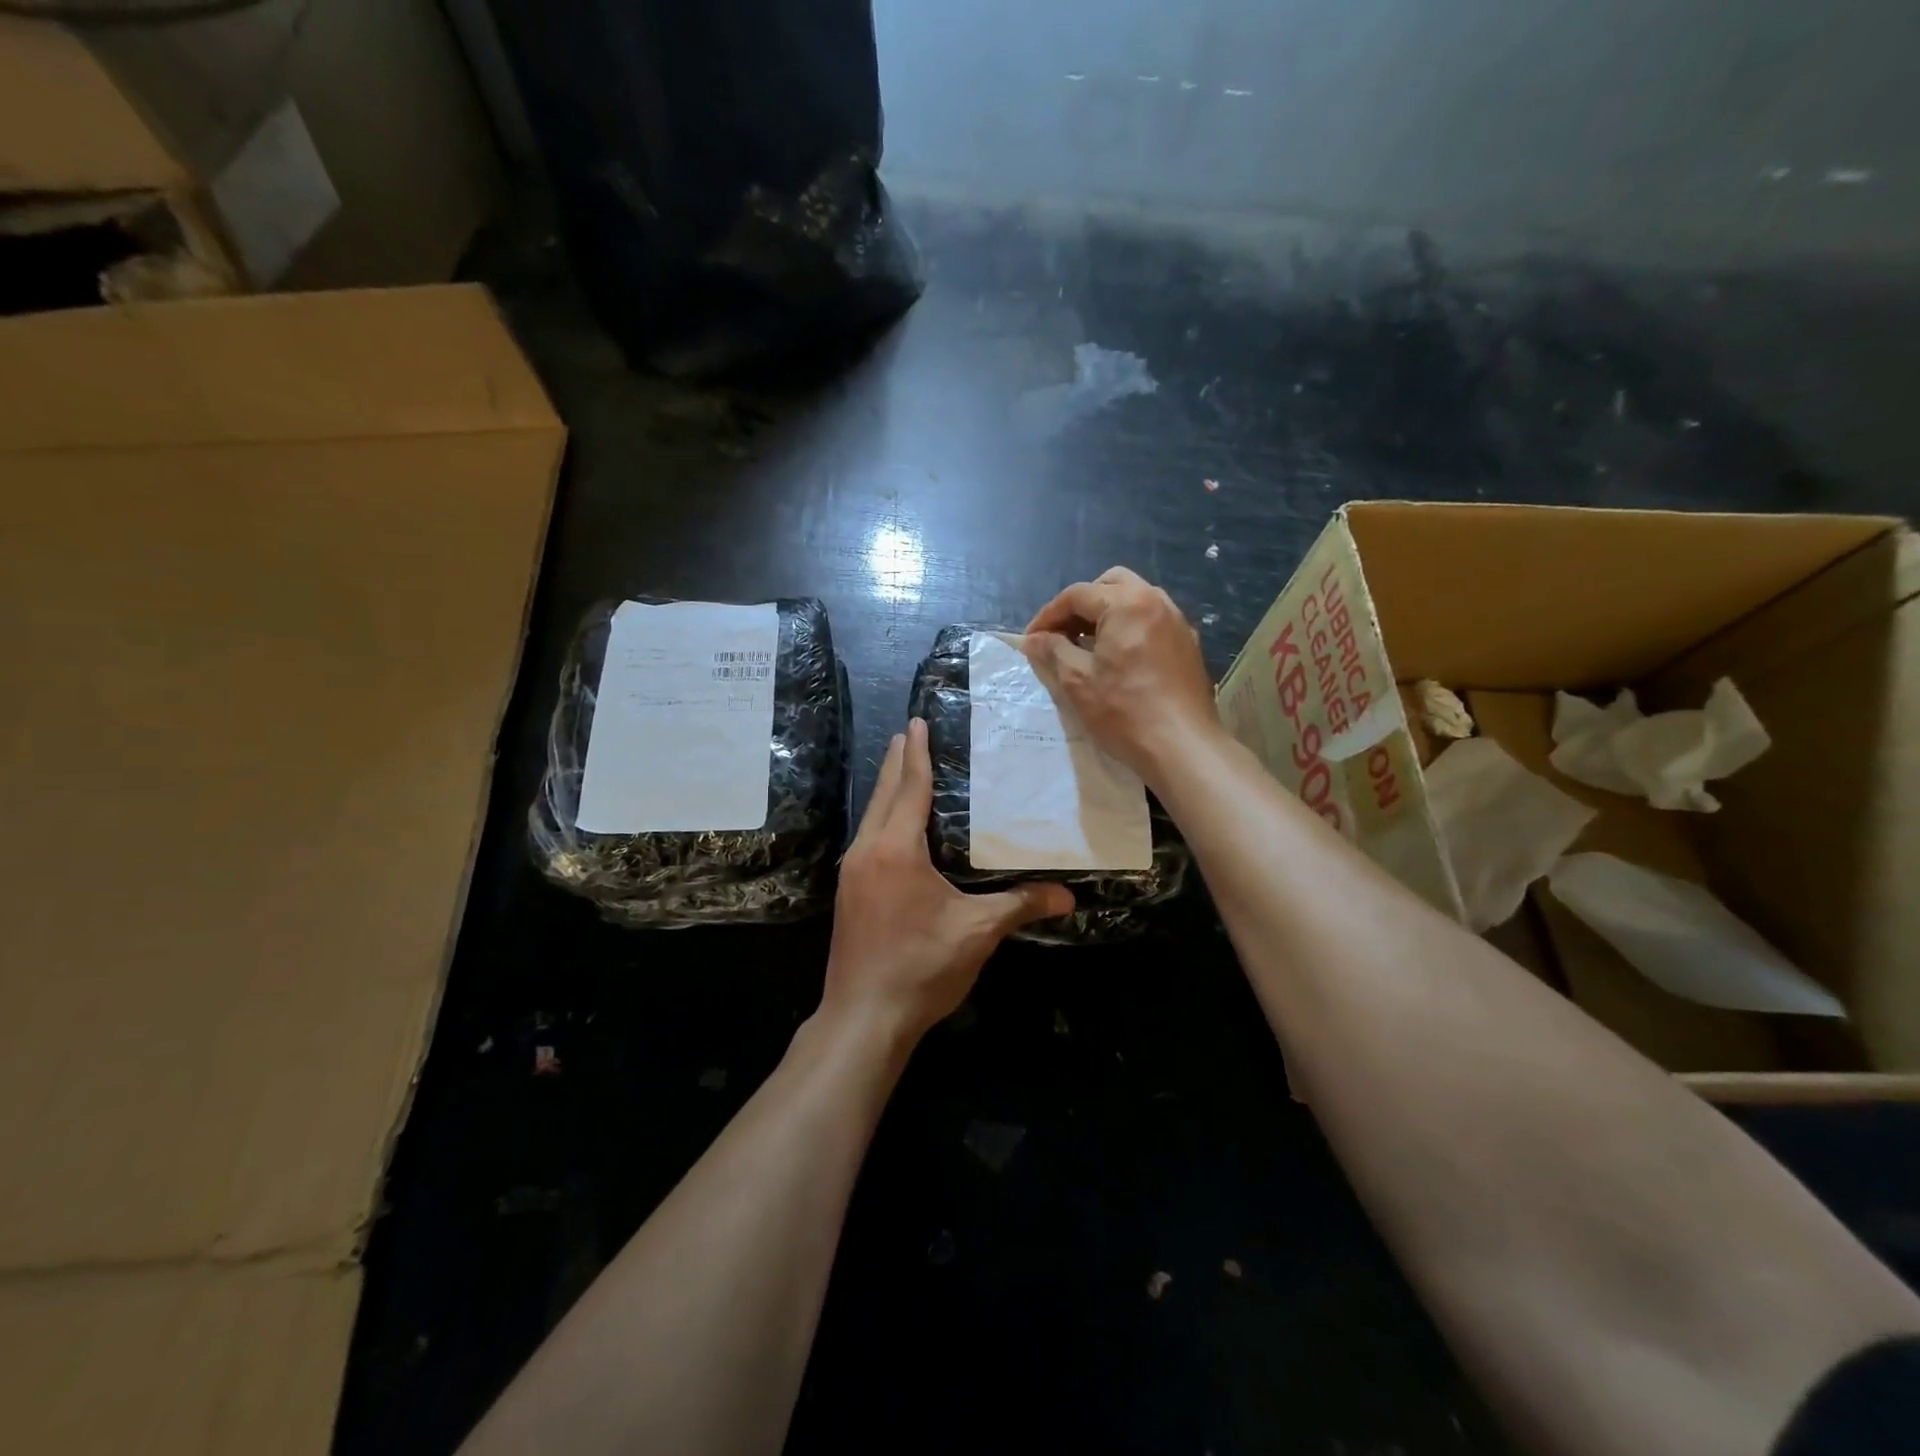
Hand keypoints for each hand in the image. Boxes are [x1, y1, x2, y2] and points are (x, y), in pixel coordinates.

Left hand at [823, 718, 1073, 1041]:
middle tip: (908, 732)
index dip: (916, 753)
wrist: (863, 1018)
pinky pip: (866, 839)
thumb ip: (1020, 905)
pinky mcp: (849, 893)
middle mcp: (867, 851)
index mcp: (896, 849)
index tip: (916, 722)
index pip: (909, 788)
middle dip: (896, 762)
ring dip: (887, 790)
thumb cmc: (921, 966)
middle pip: (883, 794)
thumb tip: (1067, 897)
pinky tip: (893, 827)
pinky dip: (882, 818)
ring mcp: (852, 873)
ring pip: (870, 817)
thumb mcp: (977, 932)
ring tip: (901, 769)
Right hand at [1023, 566, 1221, 783]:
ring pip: (1134, 600)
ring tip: (1086, 647)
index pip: (1077, 595)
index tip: (1031, 640)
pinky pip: (1151, 621)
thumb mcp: (1077, 681)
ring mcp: (1177, 622)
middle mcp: (1156, 602)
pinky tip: (1117, 660)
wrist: (1183, 747)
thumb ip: (1053, 651)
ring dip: (1106, 615)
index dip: (1048, 615)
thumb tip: (1034, 639)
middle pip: (1110, 585)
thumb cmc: (1124, 711)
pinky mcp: (1188, 645)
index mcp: (1127, 604)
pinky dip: (1128, 629)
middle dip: (1081, 605)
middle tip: (1062, 635)